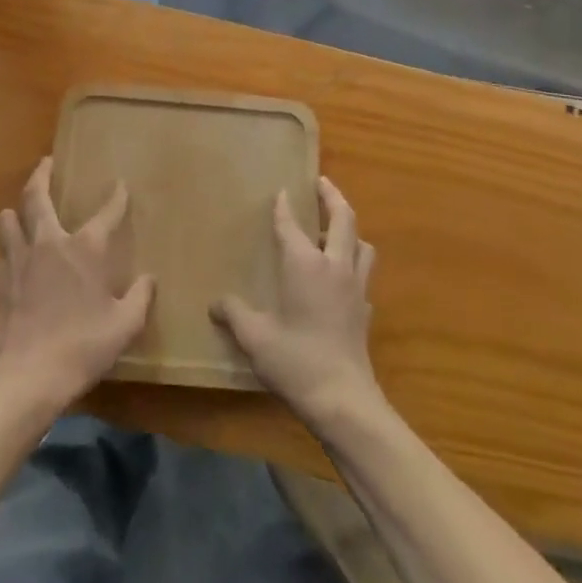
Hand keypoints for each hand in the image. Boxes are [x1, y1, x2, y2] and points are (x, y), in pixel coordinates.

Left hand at [0, 158, 153, 409]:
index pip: (106, 212)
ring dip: (14, 213)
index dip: (116, 196)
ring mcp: (19, 261)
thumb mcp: (125, 324)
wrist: (31, 376)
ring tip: (21, 213)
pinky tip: (11, 262)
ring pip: (6, 220)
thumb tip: (148, 279)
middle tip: (46, 162)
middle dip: (42, 174)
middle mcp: (48, 243)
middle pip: (36, 196)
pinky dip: (5, 254)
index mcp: (84, 248)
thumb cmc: (84, 345)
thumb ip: (140, 297)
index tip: (120, 184)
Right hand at [212, 177, 379, 428]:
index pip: (292, 225)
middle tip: (322, 183)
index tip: (281, 191)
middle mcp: (335, 266)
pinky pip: (364, 275)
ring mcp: (355, 287)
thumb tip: (216, 303)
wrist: (343, 399)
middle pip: (343, 219)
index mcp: (305, 264)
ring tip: (335, 230)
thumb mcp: (255, 337)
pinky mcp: (365, 310)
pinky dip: (354, 266)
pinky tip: (343, 279)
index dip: (284, 207)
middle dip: (332, 197)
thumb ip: (234, 314)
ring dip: (350, 230)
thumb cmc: (295, 361)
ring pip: (361, 244)